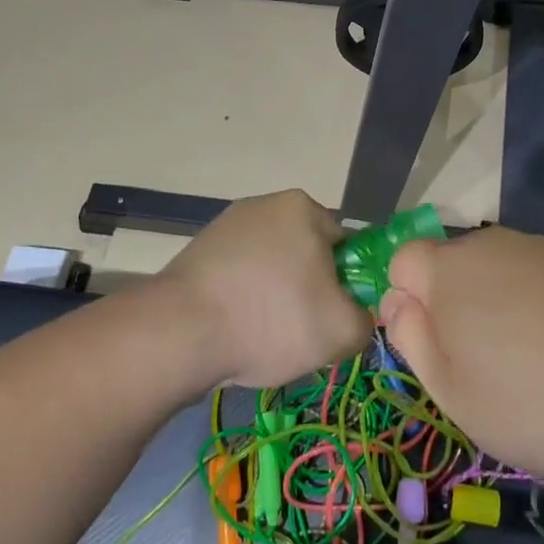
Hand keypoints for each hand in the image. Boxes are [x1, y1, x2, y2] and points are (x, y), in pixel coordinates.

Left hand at [159, 189, 369, 388]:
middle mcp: (265, 205)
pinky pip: (237, 279)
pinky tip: (234, 332)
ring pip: (270, 269)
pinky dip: (242, 303)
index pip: (345, 245)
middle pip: (305, 255)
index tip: (334, 316)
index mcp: (303, 208)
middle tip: (302, 332)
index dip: (346, 284)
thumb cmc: (271, 319)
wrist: (179, 333)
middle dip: (308, 291)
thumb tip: (354, 318)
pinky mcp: (197, 252)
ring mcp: (226, 226)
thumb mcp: (341, 331)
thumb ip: (365, 321)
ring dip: (273, 299)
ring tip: (263, 338)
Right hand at [380, 226, 543, 484]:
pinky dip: (529, 301)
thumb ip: (410, 336)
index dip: (406, 301)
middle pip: (448, 264)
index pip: (402, 261)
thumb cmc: (527, 401)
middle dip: (449, 302)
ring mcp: (535, 248)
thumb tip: (395, 300)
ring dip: (491, 301)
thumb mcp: (449, 389)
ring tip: (522, 356)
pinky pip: (529, 274)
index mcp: (447, 270)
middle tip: (476, 360)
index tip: (431, 345)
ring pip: (490, 269)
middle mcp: (487, 244)